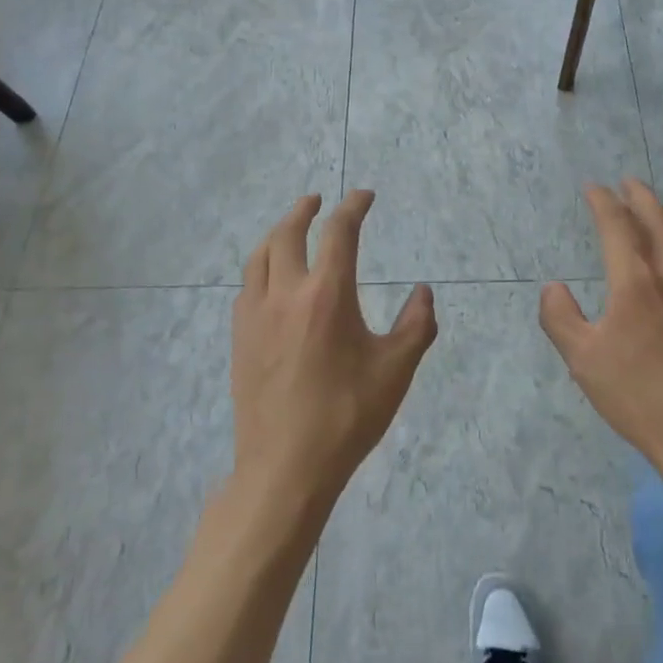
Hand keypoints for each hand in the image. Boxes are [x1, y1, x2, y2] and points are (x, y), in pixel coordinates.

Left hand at [231, 190, 435, 510]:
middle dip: (304, 210)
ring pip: (260, 256)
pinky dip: (261, 266)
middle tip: (317, 200)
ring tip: (289, 229)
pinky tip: (269, 279)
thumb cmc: (347, 416)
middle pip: (287, 233)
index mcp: (327, 294)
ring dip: (277, 234)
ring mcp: (256, 314)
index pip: (339, 232)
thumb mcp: (396, 370)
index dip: (353, 206)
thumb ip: (416, 325)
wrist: (286, 467)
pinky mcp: (239, 337)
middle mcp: (286, 293)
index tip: (364, 195)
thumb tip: (423, 291)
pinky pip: (247, 285)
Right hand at [540, 180, 662, 488]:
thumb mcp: (582, 360)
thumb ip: (560, 318)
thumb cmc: (637, 395)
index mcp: (635, 281)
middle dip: (641, 196)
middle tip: (628, 182)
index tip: (593, 187)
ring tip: (656, 209)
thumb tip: (554, 287)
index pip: (618, 225)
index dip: (603, 201)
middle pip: (658, 221)